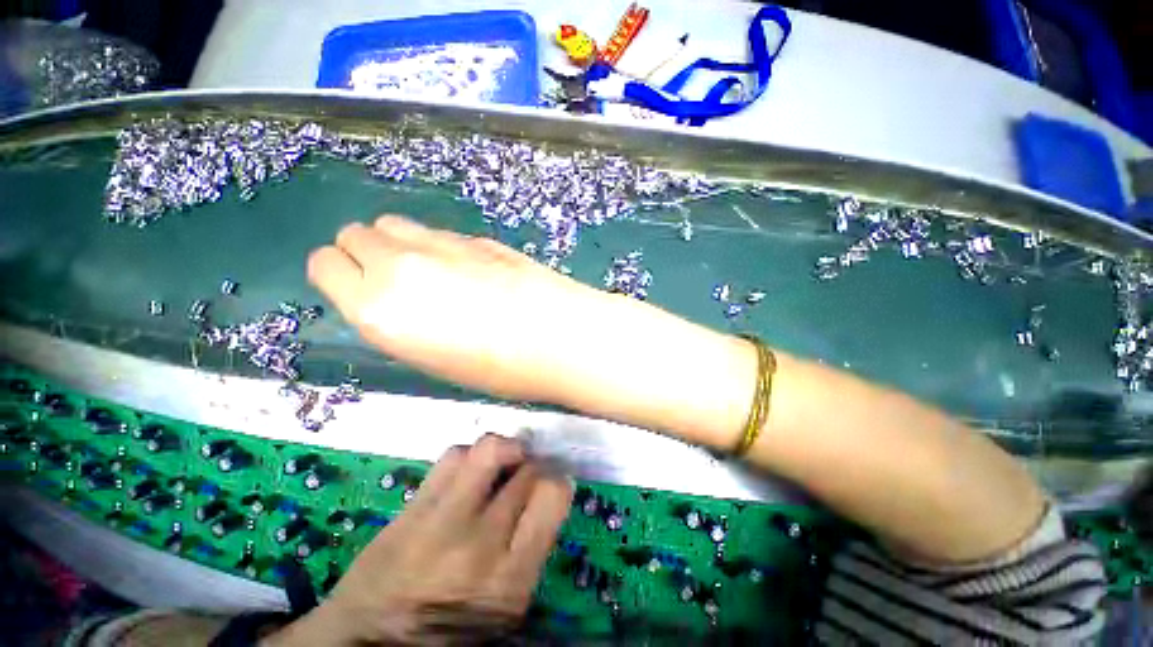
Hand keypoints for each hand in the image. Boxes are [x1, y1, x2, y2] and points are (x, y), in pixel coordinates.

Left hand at [266, 435, 572, 645]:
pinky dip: (469, 456)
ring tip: (501, 464)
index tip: (549, 484)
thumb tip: (549, 489)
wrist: (369, 643)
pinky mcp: (410, 507)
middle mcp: (478, 542)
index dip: (557, 480)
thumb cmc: (451, 629)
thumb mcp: (508, 605)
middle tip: (525, 473)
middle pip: (526, 469)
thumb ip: (533, 545)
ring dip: (503, 450)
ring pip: (488, 449)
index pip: (552, 494)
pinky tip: (468, 471)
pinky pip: (453, 455)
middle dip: (532, 466)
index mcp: (510, 578)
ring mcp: (439, 520)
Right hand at [308, 216, 612, 402]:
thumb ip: (397, 320)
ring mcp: (441, 244)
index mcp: (377, 308)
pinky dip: (438, 246)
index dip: (339, 274)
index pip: (325, 265)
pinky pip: (437, 233)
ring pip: (393, 224)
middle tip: (395, 279)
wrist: (556, 335)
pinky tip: (468, 270)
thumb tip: (392, 298)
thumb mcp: (431, 359)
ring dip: (399, 244)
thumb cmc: (497, 369)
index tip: (358, 288)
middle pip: (355, 234)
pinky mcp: (476, 237)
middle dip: (365, 253)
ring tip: (430, 272)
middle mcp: (399, 266)